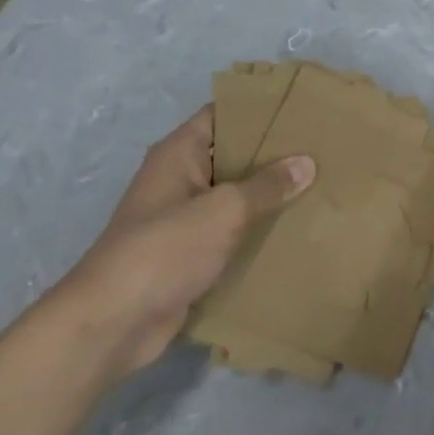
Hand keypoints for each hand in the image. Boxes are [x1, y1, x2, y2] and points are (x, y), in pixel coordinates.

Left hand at [54, 106, 314, 378]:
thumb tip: (307, 162)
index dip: (262, 109)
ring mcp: (184, 218)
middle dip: (275, 154)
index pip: (225, 114)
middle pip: (235, 155)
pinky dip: (258, 230)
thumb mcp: (224, 211)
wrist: (111, 325)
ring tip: (320, 186)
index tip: (304, 109)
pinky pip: (232, 231)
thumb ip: (268, 185)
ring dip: (270, 196)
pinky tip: (296, 229)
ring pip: (236, 196)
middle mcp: (181, 178)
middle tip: (323, 149)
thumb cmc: (164, 250)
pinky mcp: (190, 254)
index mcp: (180, 153)